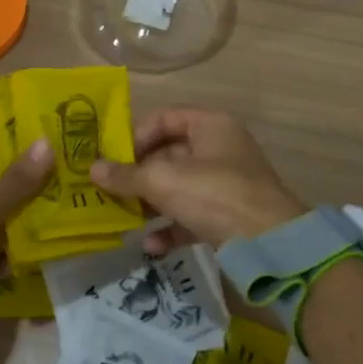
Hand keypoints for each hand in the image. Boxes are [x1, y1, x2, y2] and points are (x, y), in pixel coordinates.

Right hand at [89, 108, 303, 255]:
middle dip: (139, 175)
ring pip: (178, 187)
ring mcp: (226, 183)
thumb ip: (127, 176)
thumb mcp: (164, 181)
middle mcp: (220, 148)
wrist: (270, 245)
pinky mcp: (229, 216)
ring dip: (151, 203)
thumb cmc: (215, 195)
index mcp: (211, 125)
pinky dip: (171, 227)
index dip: (137, 136)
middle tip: (110, 192)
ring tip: (125, 219)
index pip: (165, 118)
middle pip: (169, 154)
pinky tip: (152, 245)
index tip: (114, 160)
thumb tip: (92, 169)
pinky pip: (192, 215)